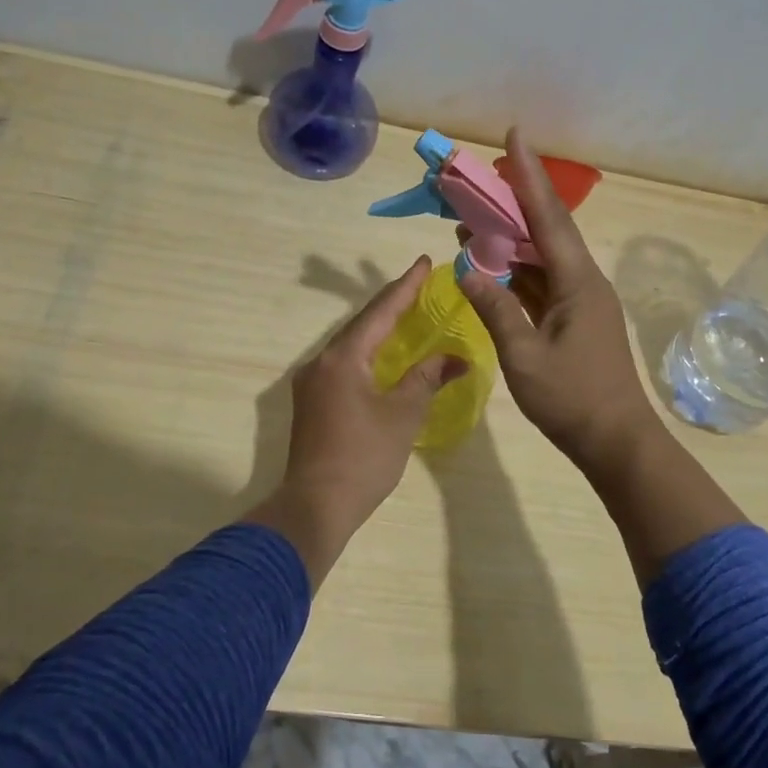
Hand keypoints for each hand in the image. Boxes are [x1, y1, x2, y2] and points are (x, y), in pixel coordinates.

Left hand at [260, 257, 465, 580]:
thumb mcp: (403, 414)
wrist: (316, 505)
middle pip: (361, 323)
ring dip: (377, 328)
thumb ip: (427, 378)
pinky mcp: (311, 402)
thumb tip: (457, 358)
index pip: (380, 311)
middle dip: (391, 304)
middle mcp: (321, 361)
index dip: (405, 286)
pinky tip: (382, 356)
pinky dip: (367, 352)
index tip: (423, 262)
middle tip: (419, 285)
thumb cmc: (364, 457)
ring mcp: (312, 382)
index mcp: (343, 357)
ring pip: (350, 344)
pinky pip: (343, 363)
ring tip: (405, 313)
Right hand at [457, 129, 659, 472]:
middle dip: (512, 201)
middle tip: (478, 180)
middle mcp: (582, 282)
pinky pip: (541, 283)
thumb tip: (466, 270)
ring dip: (509, 239)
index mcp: (577, 282)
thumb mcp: (524, 356)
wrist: (617, 442)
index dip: (529, 176)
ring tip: (471, 221)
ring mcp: (580, 302)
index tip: (515, 136)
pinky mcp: (574, 321)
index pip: (548, 217)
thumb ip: (495, 309)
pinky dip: (516, 271)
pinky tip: (490, 266)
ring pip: (542, 257)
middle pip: (545, 230)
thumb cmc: (572, 399)